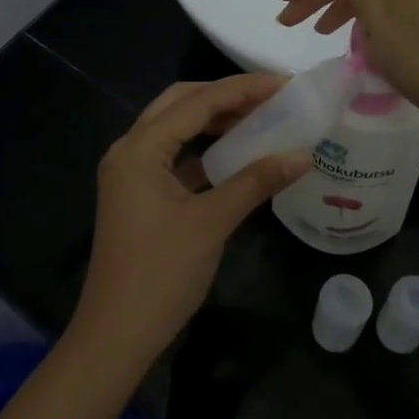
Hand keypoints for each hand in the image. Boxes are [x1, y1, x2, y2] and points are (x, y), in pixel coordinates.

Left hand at [69, 75, 311, 368]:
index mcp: (140, 149)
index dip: (243, 89)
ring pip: (175, 128)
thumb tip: (302, 155)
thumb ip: (256, 182)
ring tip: (259, 118)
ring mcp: (130, 173)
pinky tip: (235, 154)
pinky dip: (203, 149)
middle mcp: (129, 150)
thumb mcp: (212, 223)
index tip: (285, 83)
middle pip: (180, 104)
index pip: (197, 102)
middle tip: (271, 97)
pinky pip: (173, 156)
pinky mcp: (138, 194)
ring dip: (214, 120)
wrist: (116, 335)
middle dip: (225, 96)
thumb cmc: (161, 274)